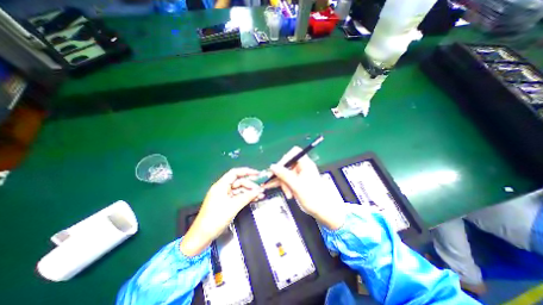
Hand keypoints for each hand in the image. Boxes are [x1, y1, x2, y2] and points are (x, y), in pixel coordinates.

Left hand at [181, 168, 264, 255]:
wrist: (202, 236)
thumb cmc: (215, 219)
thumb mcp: (233, 207)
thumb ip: (246, 197)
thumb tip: (258, 191)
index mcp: (221, 186)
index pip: (235, 173)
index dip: (247, 171)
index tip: (257, 174)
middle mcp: (223, 189)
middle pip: (239, 182)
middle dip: (250, 185)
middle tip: (260, 191)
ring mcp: (224, 196)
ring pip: (239, 190)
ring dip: (249, 192)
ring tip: (260, 196)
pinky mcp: (226, 203)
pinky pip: (238, 197)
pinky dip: (246, 198)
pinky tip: (254, 199)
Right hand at [266, 146, 344, 230]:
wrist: (323, 211)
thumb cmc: (313, 197)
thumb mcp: (296, 186)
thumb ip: (284, 175)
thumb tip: (273, 166)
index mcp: (306, 164)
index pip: (294, 153)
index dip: (285, 158)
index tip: (278, 168)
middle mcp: (303, 167)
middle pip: (288, 164)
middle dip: (282, 175)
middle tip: (278, 184)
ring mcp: (301, 174)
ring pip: (286, 173)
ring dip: (283, 182)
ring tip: (285, 193)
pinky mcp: (299, 181)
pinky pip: (288, 179)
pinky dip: (285, 185)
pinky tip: (282, 191)